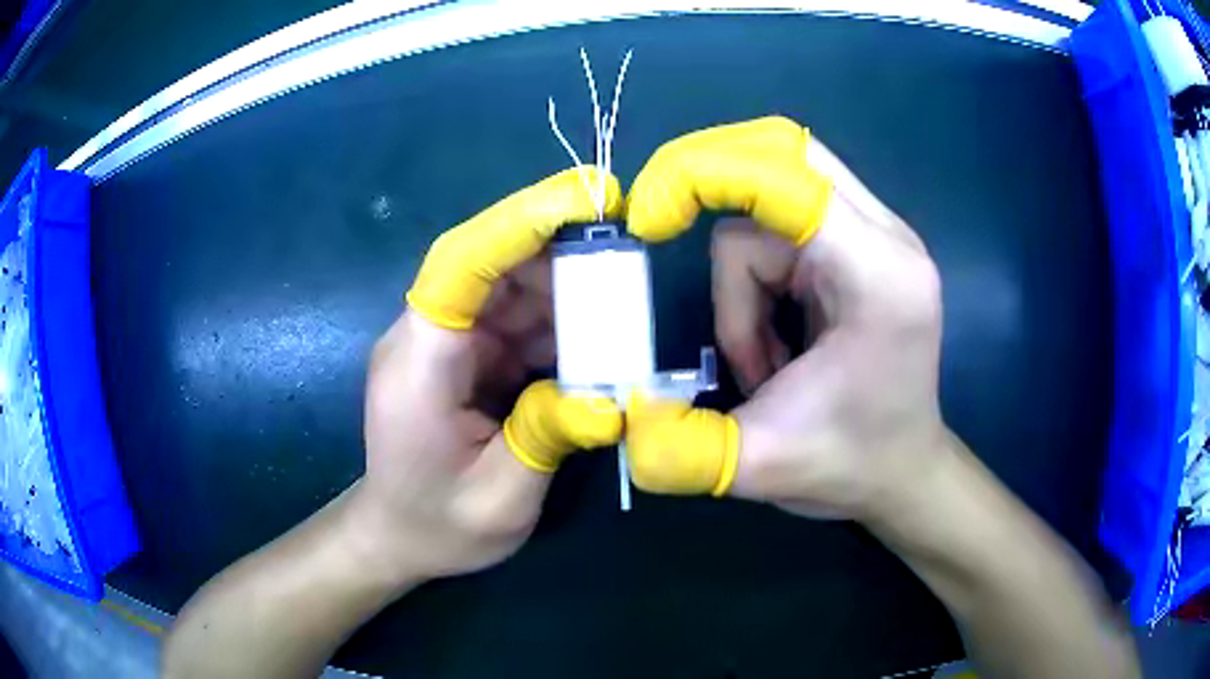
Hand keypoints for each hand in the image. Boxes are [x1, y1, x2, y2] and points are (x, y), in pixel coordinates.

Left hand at [353, 168, 623, 582]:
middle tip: (631, 258)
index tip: (587, 199)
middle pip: (493, 265)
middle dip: (562, 253)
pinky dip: (561, 325)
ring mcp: (446, 342)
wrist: (397, 536)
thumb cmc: (436, 525)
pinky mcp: (465, 355)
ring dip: (568, 291)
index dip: (521, 223)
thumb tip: (610, 397)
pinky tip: (599, 343)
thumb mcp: (499, 500)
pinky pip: (517, 322)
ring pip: (511, 289)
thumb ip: (548, 439)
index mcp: (419, 362)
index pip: (462, 264)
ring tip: (626, 305)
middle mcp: (427, 335)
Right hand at [623, 117, 945, 522]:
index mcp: (879, 275)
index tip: (647, 219)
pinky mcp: (860, 247)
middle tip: (660, 223)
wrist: (902, 472)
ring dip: (739, 280)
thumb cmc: (851, 465)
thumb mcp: (761, 467)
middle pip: (782, 151)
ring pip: (769, 205)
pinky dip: (755, 282)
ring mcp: (876, 237)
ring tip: (761, 363)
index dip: (702, 175)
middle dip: (711, 180)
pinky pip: (781, 227)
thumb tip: (618, 418)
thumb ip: (682, 448)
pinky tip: (775, 345)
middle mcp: (886, 238)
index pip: (785, 174)